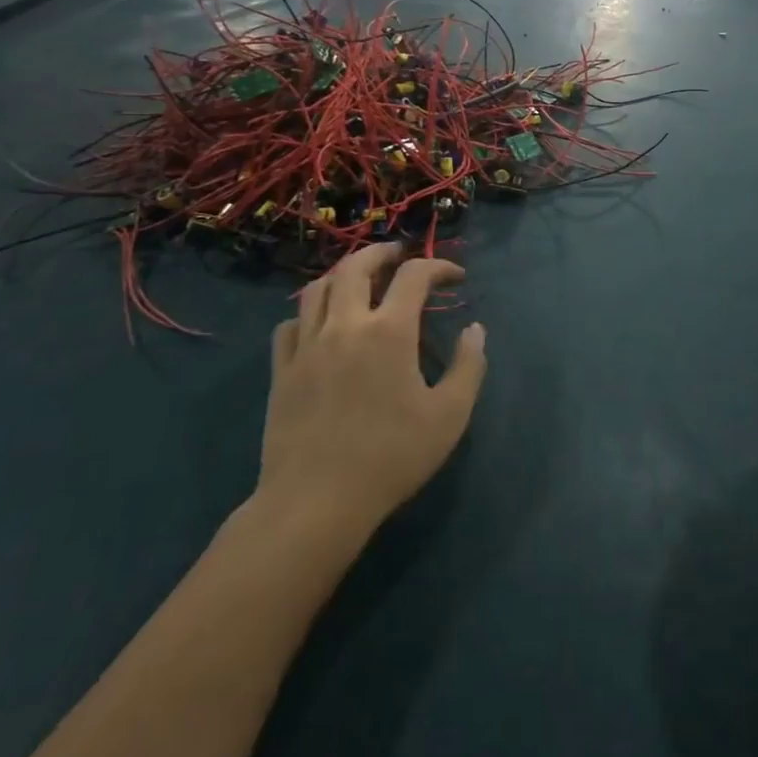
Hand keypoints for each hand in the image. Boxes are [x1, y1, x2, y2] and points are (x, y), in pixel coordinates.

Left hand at [254, 244, 486, 540]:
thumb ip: (470, 366)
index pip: (414, 275)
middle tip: (400, 255)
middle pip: (356, 265)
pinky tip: (321, 325)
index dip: (439, 267)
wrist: (315, 504)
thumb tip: (475, 330)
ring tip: (360, 279)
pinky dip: (309, 313)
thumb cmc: (391, 457)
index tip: (456, 278)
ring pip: (317, 288)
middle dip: (383, 252)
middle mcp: (345, 325)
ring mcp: (307, 346)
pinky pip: (290, 324)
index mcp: (389, 331)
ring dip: (343, 273)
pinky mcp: (282, 371)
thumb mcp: (450, 415)